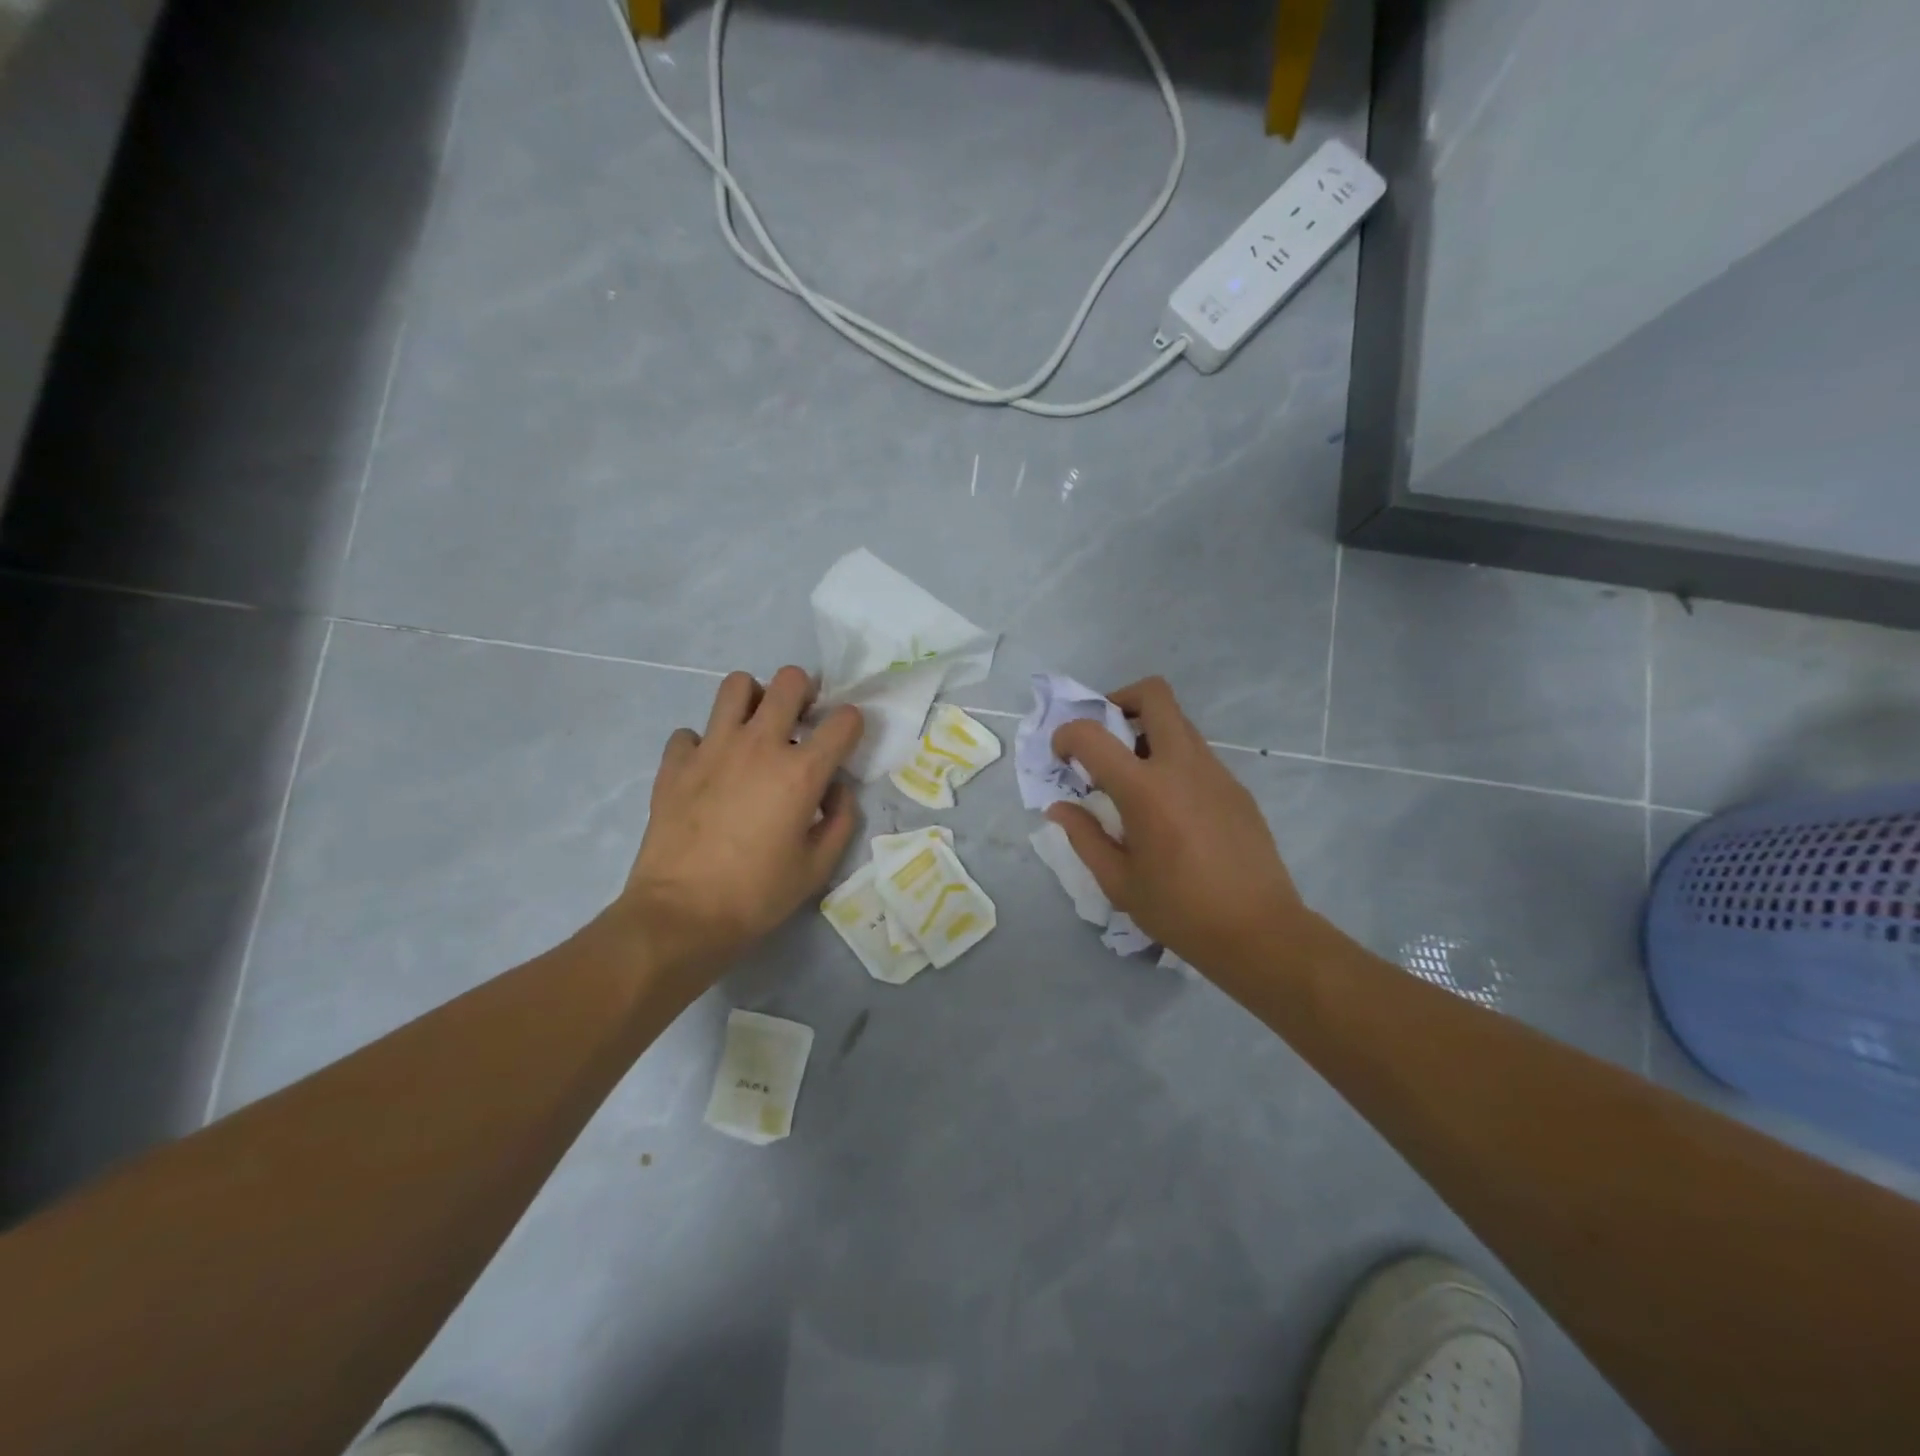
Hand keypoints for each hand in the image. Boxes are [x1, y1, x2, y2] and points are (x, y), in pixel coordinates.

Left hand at [618, 666, 862, 976]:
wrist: (681, 915)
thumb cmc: (758, 895)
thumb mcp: (818, 867)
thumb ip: (840, 819)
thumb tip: (834, 788)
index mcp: (801, 771)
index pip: (844, 720)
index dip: (852, 724)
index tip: (845, 740)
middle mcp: (759, 745)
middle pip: (790, 681)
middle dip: (805, 692)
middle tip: (801, 719)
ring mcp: (712, 748)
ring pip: (736, 685)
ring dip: (754, 699)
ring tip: (755, 728)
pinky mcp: (675, 762)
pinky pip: (691, 732)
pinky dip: (703, 743)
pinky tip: (708, 770)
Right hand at [1048, 677, 1307, 975]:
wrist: (1260, 932)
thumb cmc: (1180, 911)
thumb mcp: (1119, 881)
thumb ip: (1084, 836)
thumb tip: (1059, 808)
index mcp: (1145, 789)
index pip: (1092, 734)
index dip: (1066, 736)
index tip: (1062, 757)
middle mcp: (1182, 765)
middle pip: (1154, 695)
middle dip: (1120, 700)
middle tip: (1106, 737)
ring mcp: (1216, 772)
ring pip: (1179, 722)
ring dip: (1149, 731)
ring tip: (1135, 777)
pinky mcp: (1236, 787)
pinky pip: (1197, 754)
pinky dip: (1173, 760)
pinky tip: (1170, 807)